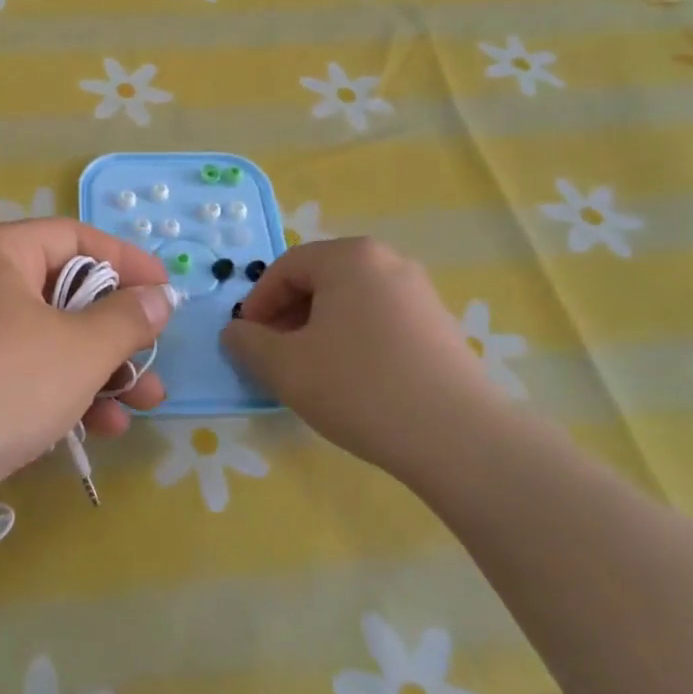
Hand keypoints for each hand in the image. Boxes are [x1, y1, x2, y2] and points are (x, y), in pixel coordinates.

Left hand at [0, 220, 172, 548]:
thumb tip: (160, 297)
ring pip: (49, 344)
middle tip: (156, 360)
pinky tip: (102, 429)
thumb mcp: (78, 348)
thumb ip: (126, 320)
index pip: (75, 238)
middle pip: (65, 295)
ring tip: (145, 404)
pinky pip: (26, 381)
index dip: (127, 261)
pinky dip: (64, 398)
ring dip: (100, 372)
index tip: (167, 292)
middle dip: (118, 332)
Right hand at [220, 238, 513, 482]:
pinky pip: (380, 319)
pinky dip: (354, 339)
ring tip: (311, 371)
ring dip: (319, 328)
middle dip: (288, 316)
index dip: (257, 303)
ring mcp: (420, 291)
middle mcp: (388, 261)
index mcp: (349, 257)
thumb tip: (236, 332)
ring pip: (350, 301)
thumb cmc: (358, 387)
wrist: (457, 436)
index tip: (247, 341)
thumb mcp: (285, 366)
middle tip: (275, 356)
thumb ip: (248, 343)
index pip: (286, 268)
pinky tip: (352, 379)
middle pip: (320, 280)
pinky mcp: (440, 324)